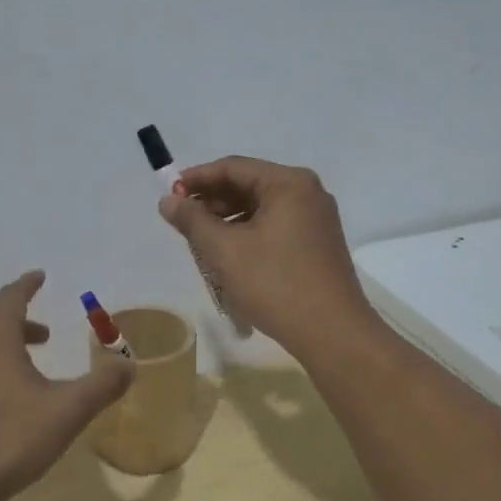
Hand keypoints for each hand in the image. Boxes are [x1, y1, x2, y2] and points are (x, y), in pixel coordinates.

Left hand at [0, 271, 133, 500]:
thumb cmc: (8, 441)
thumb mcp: (66, 413)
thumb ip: (101, 387)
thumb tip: (129, 365)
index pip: (9, 299)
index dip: (26, 285)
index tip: (39, 276)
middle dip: (21, 323)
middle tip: (46, 334)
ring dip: (7, 351)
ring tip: (32, 371)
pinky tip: (7, 407)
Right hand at [159, 156, 378, 360]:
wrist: (332, 333)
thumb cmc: (275, 284)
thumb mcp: (224, 250)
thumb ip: (192, 220)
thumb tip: (168, 200)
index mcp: (288, 183)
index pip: (232, 167)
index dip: (196, 178)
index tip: (169, 194)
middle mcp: (307, 192)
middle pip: (248, 185)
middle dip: (212, 200)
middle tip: (181, 220)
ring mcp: (316, 219)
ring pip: (261, 208)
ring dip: (228, 219)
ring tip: (200, 241)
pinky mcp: (318, 243)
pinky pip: (275, 226)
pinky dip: (248, 233)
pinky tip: (229, 254)